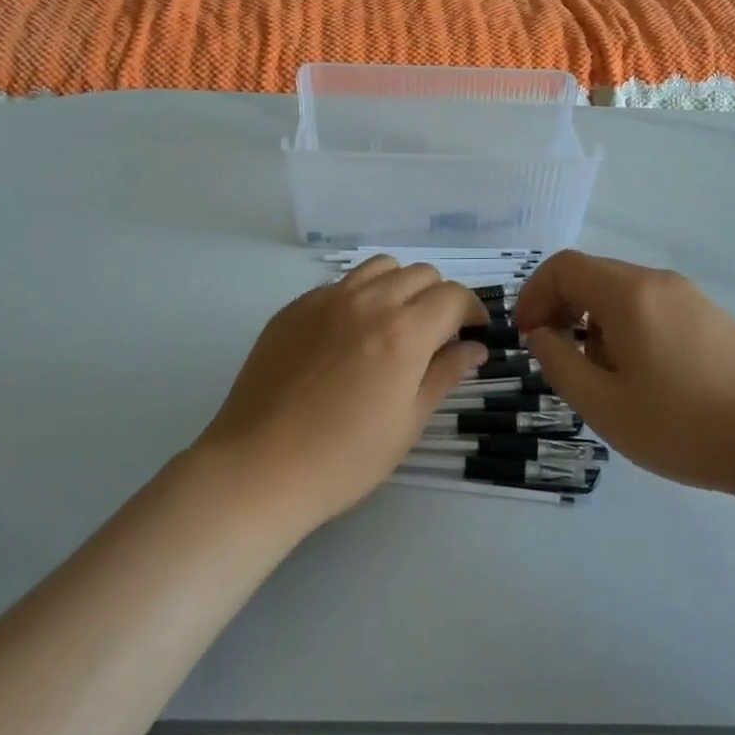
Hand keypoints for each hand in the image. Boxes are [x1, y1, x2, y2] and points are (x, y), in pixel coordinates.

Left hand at [193, 257, 489, 527]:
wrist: (259, 467)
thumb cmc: (344, 458)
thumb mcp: (408, 422)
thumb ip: (445, 374)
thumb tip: (475, 348)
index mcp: (404, 331)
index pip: (453, 296)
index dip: (472, 311)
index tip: (473, 334)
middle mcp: (368, 301)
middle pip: (420, 274)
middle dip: (439, 298)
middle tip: (435, 336)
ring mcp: (326, 299)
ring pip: (380, 268)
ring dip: (400, 287)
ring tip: (393, 325)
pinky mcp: (295, 307)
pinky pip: (341, 284)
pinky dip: (360, 296)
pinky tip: (349, 336)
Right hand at [513, 251, 734, 494]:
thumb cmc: (685, 425)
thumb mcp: (604, 405)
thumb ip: (559, 363)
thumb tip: (540, 334)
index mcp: (629, 294)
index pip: (564, 267)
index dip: (533, 294)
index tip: (527, 336)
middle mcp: (658, 281)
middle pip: (592, 275)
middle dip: (561, 308)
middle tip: (555, 356)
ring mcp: (690, 296)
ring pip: (622, 292)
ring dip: (593, 321)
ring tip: (600, 375)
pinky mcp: (712, 316)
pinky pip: (652, 306)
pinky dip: (626, 327)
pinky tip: (642, 375)